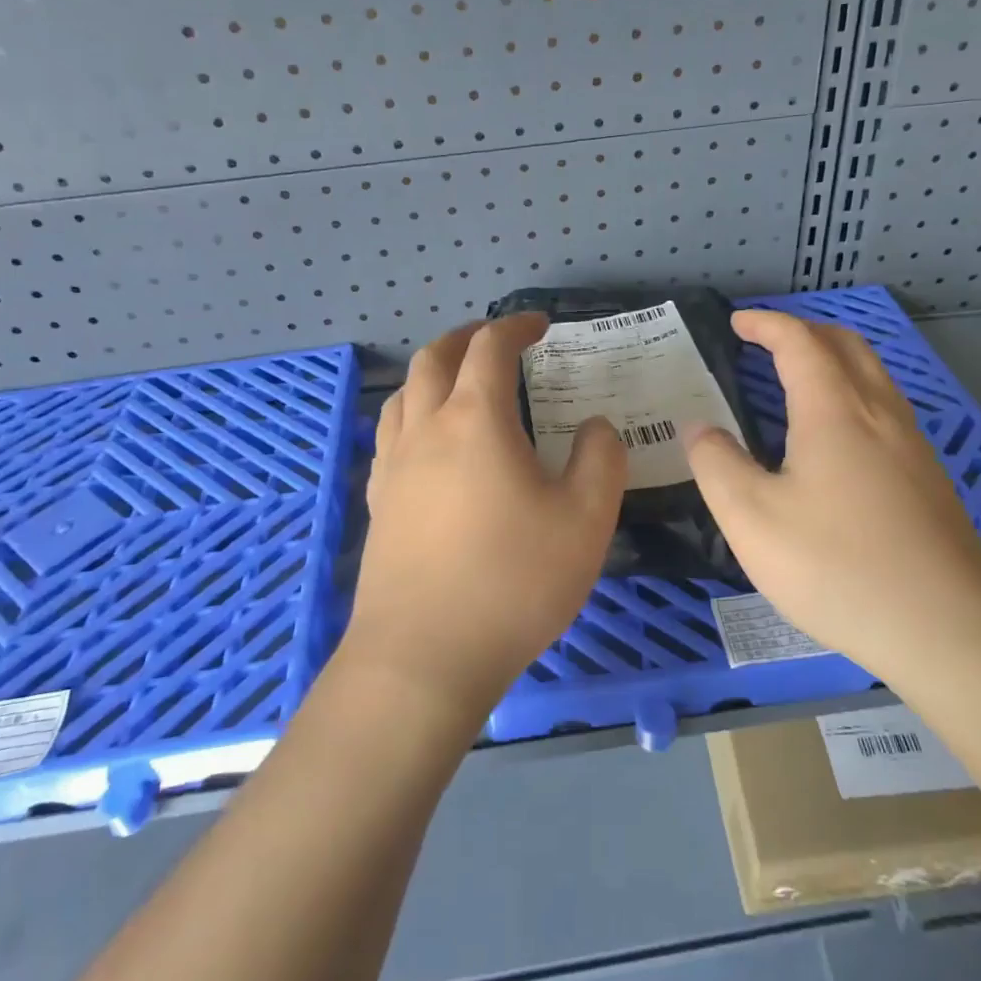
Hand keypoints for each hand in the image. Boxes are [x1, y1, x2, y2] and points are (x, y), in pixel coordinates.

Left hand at [344, 314, 627, 723]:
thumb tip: (594, 427)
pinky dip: (414, 416)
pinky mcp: (380, 503)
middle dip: (467, 338)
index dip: (516, 326)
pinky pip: (392, 436)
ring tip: (460, 384)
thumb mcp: (586, 520)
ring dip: (433, 373)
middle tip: (497, 341)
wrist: (424, 656)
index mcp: (475, 420)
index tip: (540, 325)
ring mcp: (394, 467)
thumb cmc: (514, 581)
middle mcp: (426, 429)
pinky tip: (432, 445)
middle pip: (435, 359)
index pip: (491, 348)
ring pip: (403, 395)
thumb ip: (600, 460)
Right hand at [686, 310, 980, 669]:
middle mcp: (880, 413)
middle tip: (767, 343)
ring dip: (834, 361)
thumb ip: (717, 465)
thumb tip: (699, 429)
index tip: (737, 322)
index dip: (766, 324)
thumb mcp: (752, 519)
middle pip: (847, 346)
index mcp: (835, 410)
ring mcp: (913, 446)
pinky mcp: (928, 479)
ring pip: (874, 376)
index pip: (799, 342)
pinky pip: (886, 410)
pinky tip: (838, 440)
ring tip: (799, 381)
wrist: (946, 629)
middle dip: (804, 331)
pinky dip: (853, 395)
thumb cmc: (836, 567)